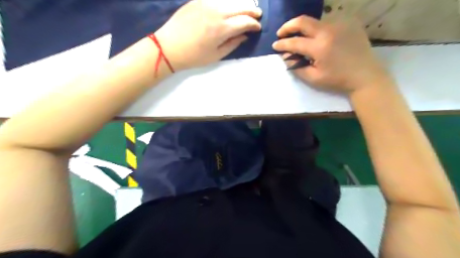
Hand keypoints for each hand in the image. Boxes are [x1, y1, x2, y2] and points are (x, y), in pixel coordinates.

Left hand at [155, 0, 259, 69]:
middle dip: (252, 10)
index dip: (254, 24)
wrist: (169, 47)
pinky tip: (230, 6)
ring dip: (241, 3)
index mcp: (222, 28)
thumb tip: (244, 35)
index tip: (258, 28)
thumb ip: (233, 44)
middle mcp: (216, 11)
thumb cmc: (194, 56)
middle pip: (241, 6)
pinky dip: (227, 1)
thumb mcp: (216, 55)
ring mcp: (206, 2)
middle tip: (257, 15)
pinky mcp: (197, 0)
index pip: (245, 21)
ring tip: (247, 8)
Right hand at [270, 15, 392, 93]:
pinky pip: (328, 23)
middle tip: (281, 33)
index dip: (282, 44)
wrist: (365, 76)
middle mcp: (328, 31)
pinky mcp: (349, 23)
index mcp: (319, 47)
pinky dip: (318, 29)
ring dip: (304, 29)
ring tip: (299, 38)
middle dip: (288, 26)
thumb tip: (286, 57)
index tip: (274, 45)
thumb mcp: (313, 78)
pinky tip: (318, 38)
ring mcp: (340, 24)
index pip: (294, 42)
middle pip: (303, 21)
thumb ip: (296, 67)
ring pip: (315, 21)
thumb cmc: (337, 80)